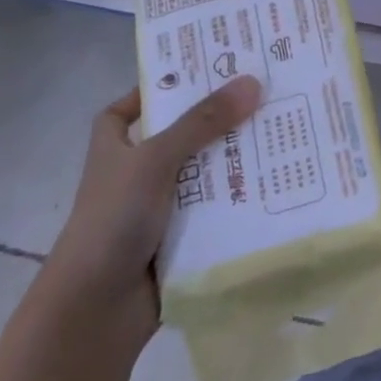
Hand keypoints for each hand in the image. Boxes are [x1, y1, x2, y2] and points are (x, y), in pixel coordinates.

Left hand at [41, 76, 262, 344]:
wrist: (94, 311)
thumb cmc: (112, 221)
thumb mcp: (155, 159)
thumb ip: (202, 121)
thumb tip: (251, 81)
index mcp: (116, 147)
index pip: (132, 106)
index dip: (162, 88)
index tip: (204, 70)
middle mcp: (137, 172)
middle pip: (183, 134)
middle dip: (220, 119)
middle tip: (267, 91)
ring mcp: (161, 207)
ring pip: (206, 172)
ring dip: (238, 158)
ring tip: (286, 128)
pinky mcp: (183, 238)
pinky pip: (218, 208)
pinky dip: (242, 197)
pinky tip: (280, 180)